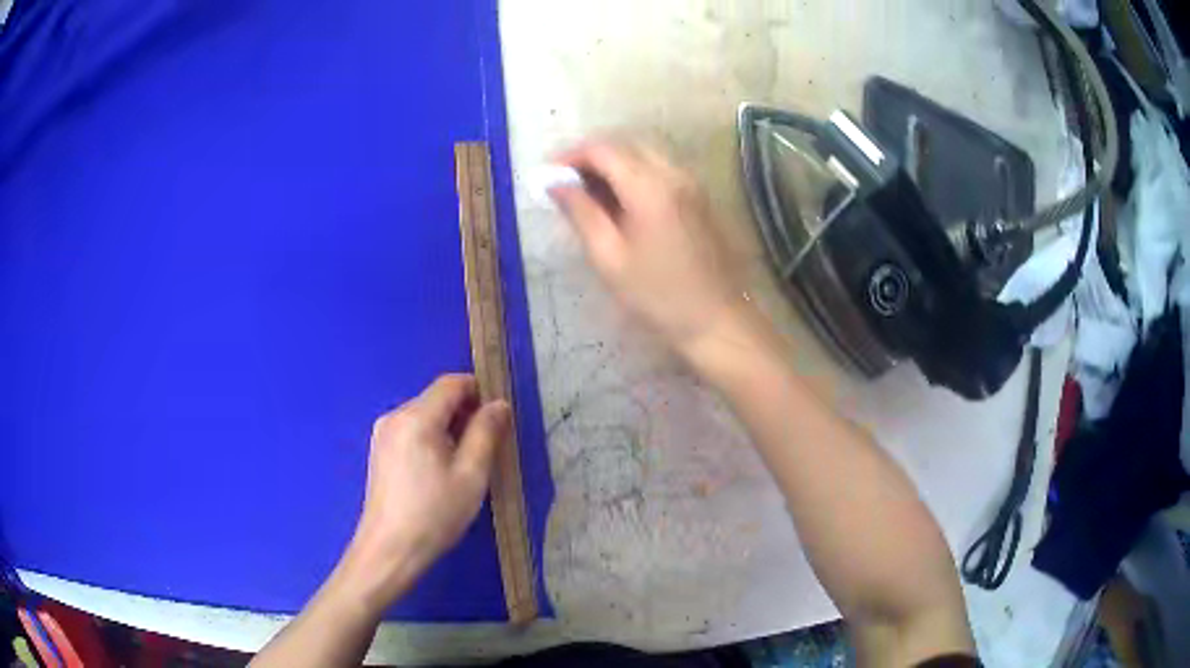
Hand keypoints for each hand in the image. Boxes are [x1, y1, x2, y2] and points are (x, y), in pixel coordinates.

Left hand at [339, 374, 510, 609]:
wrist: (390, 549)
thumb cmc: (435, 513)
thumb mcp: (471, 475)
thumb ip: (487, 433)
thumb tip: (499, 404)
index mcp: (417, 417)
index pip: (452, 383)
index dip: (479, 391)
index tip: (497, 419)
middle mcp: (395, 416)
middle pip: (436, 399)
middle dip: (464, 413)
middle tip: (485, 448)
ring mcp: (382, 433)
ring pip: (424, 415)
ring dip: (448, 428)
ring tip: (462, 465)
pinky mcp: (379, 451)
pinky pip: (410, 431)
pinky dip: (430, 439)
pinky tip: (437, 473)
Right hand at [550, 140, 749, 354]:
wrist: (717, 319)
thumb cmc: (658, 295)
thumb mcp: (609, 257)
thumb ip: (581, 212)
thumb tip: (555, 183)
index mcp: (649, 186)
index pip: (602, 149)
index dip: (570, 156)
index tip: (547, 176)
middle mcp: (673, 173)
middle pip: (624, 145)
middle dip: (590, 158)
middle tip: (565, 185)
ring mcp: (691, 183)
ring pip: (643, 155)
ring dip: (612, 166)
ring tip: (588, 195)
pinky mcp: (698, 196)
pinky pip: (659, 170)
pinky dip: (633, 175)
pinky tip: (619, 203)